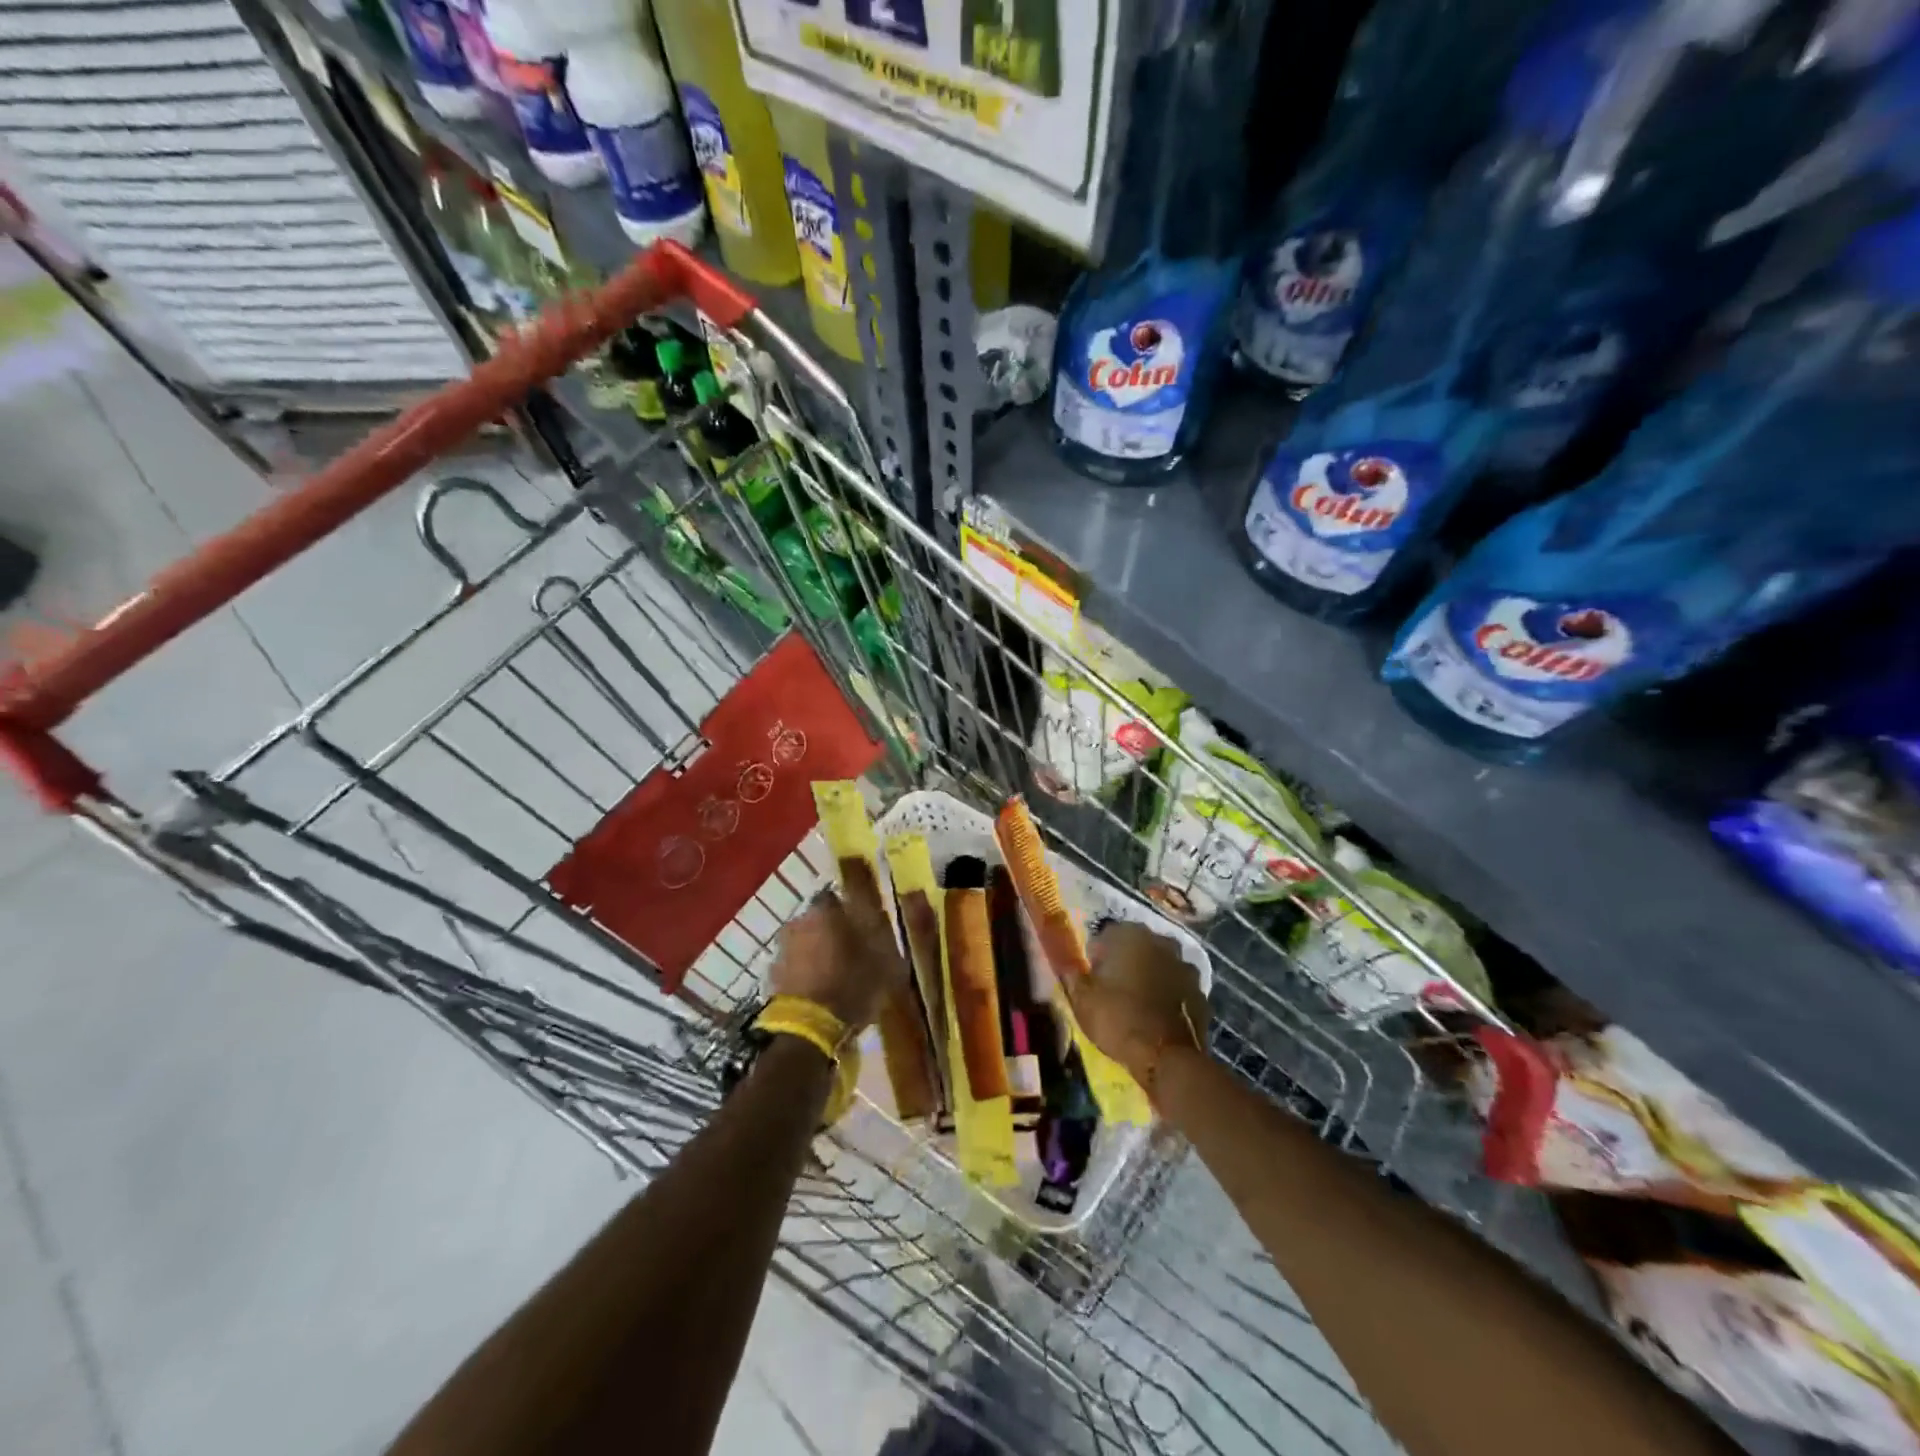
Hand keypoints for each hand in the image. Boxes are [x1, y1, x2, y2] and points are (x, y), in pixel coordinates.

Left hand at [769, 859, 906, 1030]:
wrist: (807, 1030)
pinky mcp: (773, 977)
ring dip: (820, 953)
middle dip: (835, 932)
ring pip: (807, 943)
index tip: (866, 926)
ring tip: (839, 975)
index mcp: (825, 911)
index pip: (838, 897)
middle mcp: (799, 922)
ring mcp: (782, 949)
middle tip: (855, 952)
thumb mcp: (885, 961)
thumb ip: (884, 934)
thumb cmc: (851, 986)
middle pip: (821, 920)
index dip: (853, 911)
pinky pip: (797, 967)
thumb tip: (886, 914)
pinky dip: (808, 974)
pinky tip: (823, 992)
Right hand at [1064, 920, 1209, 1087]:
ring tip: (1138, 1003)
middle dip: (1126, 961)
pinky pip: (1178, 988)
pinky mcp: (1201, 992)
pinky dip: (1169, 996)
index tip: (1092, 977)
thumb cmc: (1118, 1019)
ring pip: (1161, 965)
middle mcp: (1161, 942)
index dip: (1097, 955)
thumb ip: (1073, 977)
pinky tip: (1158, 1016)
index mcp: (1130, 935)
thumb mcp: (1082, 1000)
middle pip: (1137, 946)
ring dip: (1150, 976)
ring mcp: (1185, 966)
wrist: (1167, 1057)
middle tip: (1113, 988)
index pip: (1107, 935)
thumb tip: (1068, 967)